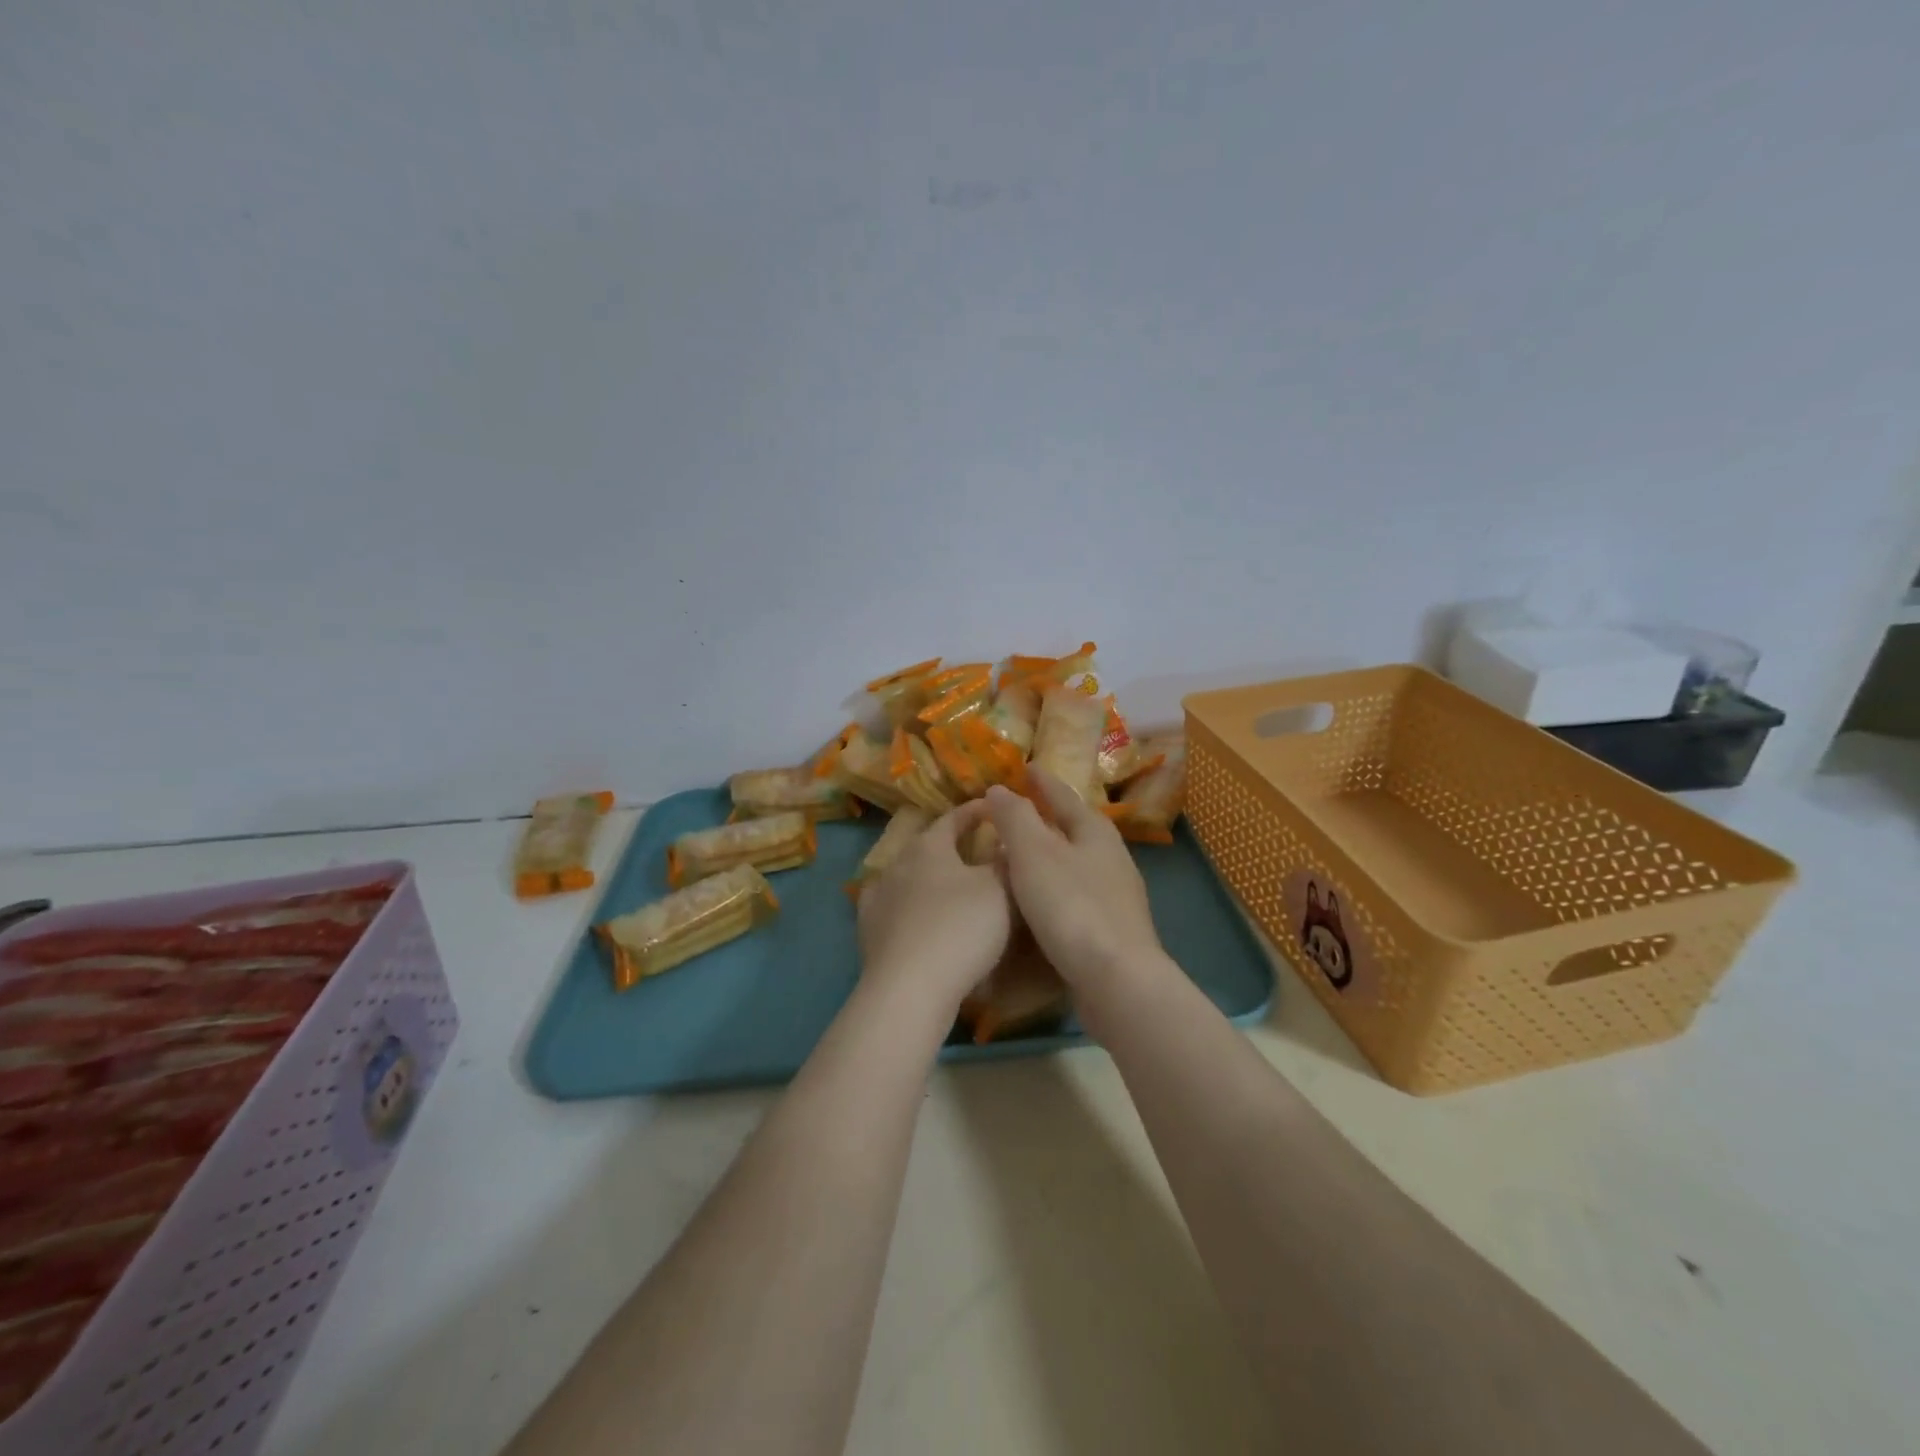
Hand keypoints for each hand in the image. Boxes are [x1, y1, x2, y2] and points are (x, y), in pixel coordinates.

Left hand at [856, 799, 1011, 1022]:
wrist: (910, 988)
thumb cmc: (961, 928)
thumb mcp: (1000, 890)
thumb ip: (1006, 862)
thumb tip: (1008, 843)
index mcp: (928, 846)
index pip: (953, 818)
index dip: (974, 812)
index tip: (992, 808)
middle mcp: (898, 863)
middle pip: (927, 846)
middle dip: (950, 845)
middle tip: (974, 849)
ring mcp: (877, 897)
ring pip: (907, 876)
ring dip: (927, 877)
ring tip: (947, 885)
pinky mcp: (868, 931)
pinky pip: (892, 908)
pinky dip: (908, 907)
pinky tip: (914, 916)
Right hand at [983, 771, 1166, 992]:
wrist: (1116, 979)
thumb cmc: (1071, 906)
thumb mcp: (1034, 853)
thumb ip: (1015, 817)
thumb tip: (999, 788)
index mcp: (1095, 832)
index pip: (1064, 796)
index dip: (1042, 782)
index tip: (1026, 768)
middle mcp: (1112, 857)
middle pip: (1076, 827)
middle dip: (1050, 816)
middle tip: (1021, 807)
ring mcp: (1116, 894)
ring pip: (1077, 861)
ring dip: (1052, 852)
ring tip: (1023, 852)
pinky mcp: (1112, 927)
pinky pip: (1078, 892)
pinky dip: (1056, 885)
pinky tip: (1040, 898)